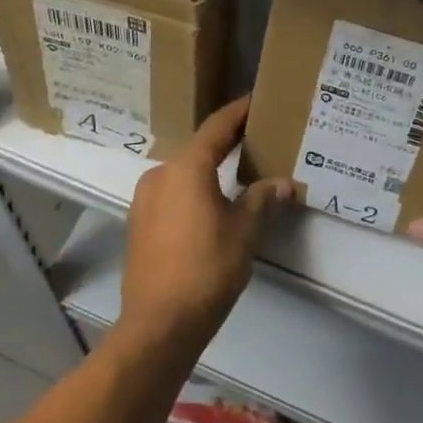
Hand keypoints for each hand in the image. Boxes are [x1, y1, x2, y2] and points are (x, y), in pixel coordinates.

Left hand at [120, 96, 294, 353]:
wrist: (159, 323)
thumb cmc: (207, 268)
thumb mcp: (245, 231)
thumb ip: (263, 199)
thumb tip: (284, 184)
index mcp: (186, 167)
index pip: (217, 127)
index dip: (238, 112)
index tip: (256, 100)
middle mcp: (160, 173)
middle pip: (198, 148)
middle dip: (226, 142)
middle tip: (255, 138)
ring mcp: (144, 198)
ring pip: (183, 172)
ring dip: (208, 168)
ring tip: (238, 172)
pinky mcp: (139, 222)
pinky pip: (171, 193)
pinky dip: (192, 189)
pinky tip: (211, 203)